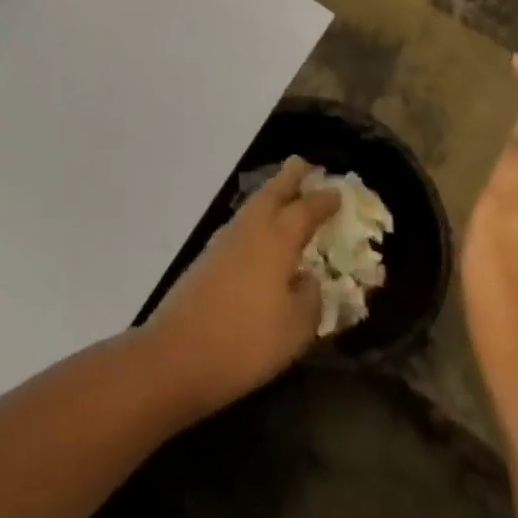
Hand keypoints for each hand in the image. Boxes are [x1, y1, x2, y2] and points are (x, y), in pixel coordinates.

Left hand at [144, 156, 341, 415]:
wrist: (179, 353)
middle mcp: (250, 229)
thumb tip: (310, 280)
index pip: (305, 210)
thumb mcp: (296, 328)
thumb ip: (310, 299)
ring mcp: (224, 241)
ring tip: (285, 194)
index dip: (323, 201)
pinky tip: (261, 234)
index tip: (337, 191)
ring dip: (270, 195)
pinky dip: (256, 218)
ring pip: (252, 206)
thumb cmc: (247, 340)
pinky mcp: (208, 257)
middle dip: (289, 177)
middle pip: (271, 192)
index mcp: (277, 239)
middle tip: (304, 164)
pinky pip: (241, 225)